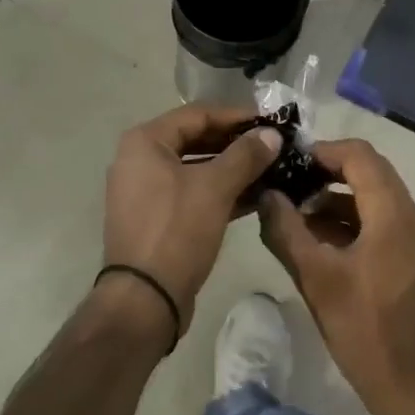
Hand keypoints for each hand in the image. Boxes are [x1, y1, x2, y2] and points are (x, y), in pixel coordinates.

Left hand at [103, 105, 282, 336]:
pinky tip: (256, 197)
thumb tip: (272, 135)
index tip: (271, 121)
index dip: (236, 116)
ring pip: (196, 168)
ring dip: (232, 168)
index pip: (198, 114)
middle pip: (196, 139)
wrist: (144, 300)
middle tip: (274, 145)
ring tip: (272, 169)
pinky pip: (192, 193)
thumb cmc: (176, 231)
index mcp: (145, 142)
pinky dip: (220, 192)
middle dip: (236, 143)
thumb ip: (245, 156)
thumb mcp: (215, 188)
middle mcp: (140, 159)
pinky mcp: (157, 218)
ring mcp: (146, 191)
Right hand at [258, 138, 414, 414]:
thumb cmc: (366, 331)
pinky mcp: (409, 259)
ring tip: (293, 211)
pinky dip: (347, 220)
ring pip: (371, 198)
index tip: (288, 161)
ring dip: (334, 198)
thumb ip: (286, 232)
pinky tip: (315, 240)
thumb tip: (266, 194)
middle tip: (286, 182)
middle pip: (367, 172)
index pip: (359, 155)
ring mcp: (413, 238)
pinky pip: (377, 222)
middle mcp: (409, 216)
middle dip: (325, 172)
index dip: (322, 150)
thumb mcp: (316, 279)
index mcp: (392, 213)